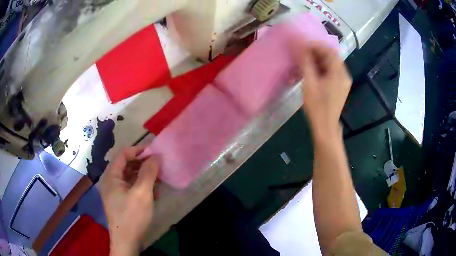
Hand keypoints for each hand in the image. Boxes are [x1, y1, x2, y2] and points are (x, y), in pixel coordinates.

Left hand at [100, 147, 157, 255]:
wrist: (126, 241)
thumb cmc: (132, 216)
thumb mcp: (142, 193)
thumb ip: (148, 172)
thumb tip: (155, 156)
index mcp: (111, 176)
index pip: (123, 154)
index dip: (138, 151)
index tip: (154, 153)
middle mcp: (111, 181)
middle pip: (126, 165)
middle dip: (142, 164)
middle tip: (158, 166)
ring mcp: (115, 192)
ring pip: (129, 177)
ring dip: (144, 176)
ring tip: (158, 180)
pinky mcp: (120, 201)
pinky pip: (130, 188)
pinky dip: (141, 187)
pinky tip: (153, 193)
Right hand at [294, 42, 351, 136]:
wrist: (325, 127)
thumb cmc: (317, 106)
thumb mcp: (309, 83)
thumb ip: (306, 63)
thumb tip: (301, 47)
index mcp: (339, 73)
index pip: (329, 51)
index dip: (316, 45)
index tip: (302, 45)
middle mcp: (344, 75)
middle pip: (331, 56)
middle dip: (316, 52)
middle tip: (302, 53)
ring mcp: (343, 81)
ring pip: (331, 64)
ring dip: (318, 60)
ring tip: (305, 61)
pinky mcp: (340, 87)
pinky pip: (331, 72)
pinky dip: (322, 68)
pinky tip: (311, 71)